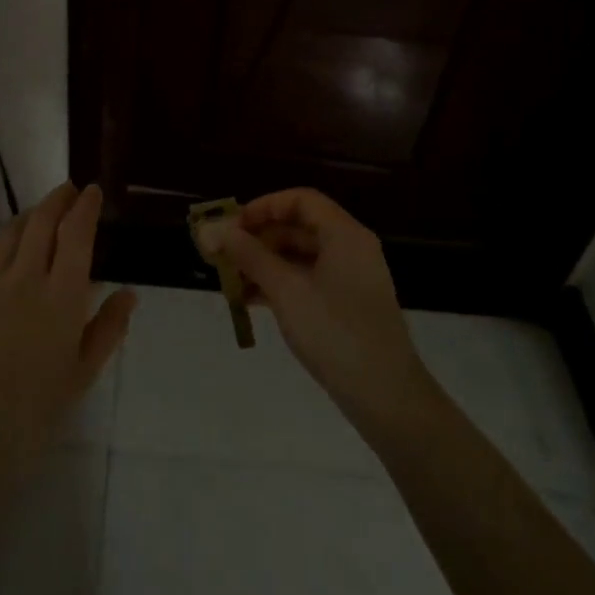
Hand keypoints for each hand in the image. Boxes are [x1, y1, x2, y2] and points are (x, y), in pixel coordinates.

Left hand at [0, 181, 136, 470]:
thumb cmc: (36, 405)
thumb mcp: (84, 371)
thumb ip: (108, 328)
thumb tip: (128, 293)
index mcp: (62, 295)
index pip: (77, 234)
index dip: (86, 207)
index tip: (93, 191)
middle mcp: (26, 277)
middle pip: (41, 222)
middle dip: (58, 199)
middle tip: (69, 189)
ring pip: (9, 233)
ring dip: (28, 215)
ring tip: (39, 213)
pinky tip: (0, 245)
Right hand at [202, 188, 427, 421]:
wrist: (384, 394)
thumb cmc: (334, 332)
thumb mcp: (286, 290)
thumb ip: (248, 256)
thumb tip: (210, 229)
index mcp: (344, 235)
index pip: (301, 200)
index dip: (263, 207)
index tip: (231, 226)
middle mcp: (350, 249)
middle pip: (298, 227)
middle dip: (257, 238)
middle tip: (221, 255)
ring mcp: (349, 279)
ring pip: (299, 257)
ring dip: (263, 264)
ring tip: (228, 280)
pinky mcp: (344, 306)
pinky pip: (306, 281)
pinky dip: (278, 284)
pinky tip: (249, 300)